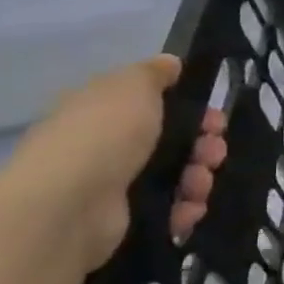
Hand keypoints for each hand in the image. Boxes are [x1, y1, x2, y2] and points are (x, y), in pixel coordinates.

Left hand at [0, 55, 228, 270]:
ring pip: (176, 177)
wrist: (69, 205)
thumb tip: (171, 63)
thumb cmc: (103, 135)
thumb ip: (154, 73)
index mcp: (103, 111)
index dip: (191, 109)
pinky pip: (169, 211)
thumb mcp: (132, 86)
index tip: (214, 117)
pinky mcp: (126, 220)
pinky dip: (185, 209)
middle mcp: (107, 147)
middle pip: (173, 142)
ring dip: (199, 178)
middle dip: (203, 146)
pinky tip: (189, 208)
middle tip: (214, 152)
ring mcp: (115, 186)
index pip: (155, 106)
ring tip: (199, 184)